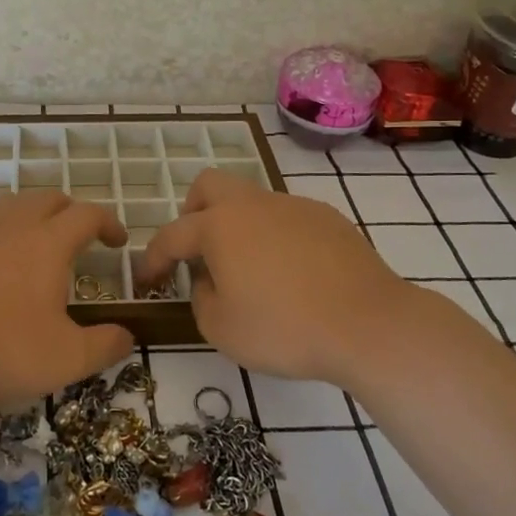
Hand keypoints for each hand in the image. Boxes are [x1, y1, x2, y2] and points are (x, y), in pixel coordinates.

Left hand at [0, 189, 134, 410]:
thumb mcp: (66, 360)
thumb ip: (105, 346)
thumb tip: (128, 336)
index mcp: (47, 243)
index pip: (87, 215)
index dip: (108, 223)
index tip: (117, 242)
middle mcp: (10, 225)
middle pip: (48, 198)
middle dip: (70, 212)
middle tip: (79, 238)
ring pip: (8, 204)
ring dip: (29, 215)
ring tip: (34, 241)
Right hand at [138, 168, 437, 385]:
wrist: (369, 324)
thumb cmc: (285, 328)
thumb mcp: (221, 329)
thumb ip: (201, 298)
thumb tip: (208, 280)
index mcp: (219, 226)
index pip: (172, 235)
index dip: (153, 259)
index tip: (147, 280)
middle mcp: (253, 204)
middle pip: (210, 186)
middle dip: (193, 213)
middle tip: (198, 251)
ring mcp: (294, 206)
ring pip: (251, 201)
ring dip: (238, 226)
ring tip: (250, 270)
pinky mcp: (328, 218)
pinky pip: (286, 218)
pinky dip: (275, 237)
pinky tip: (292, 274)